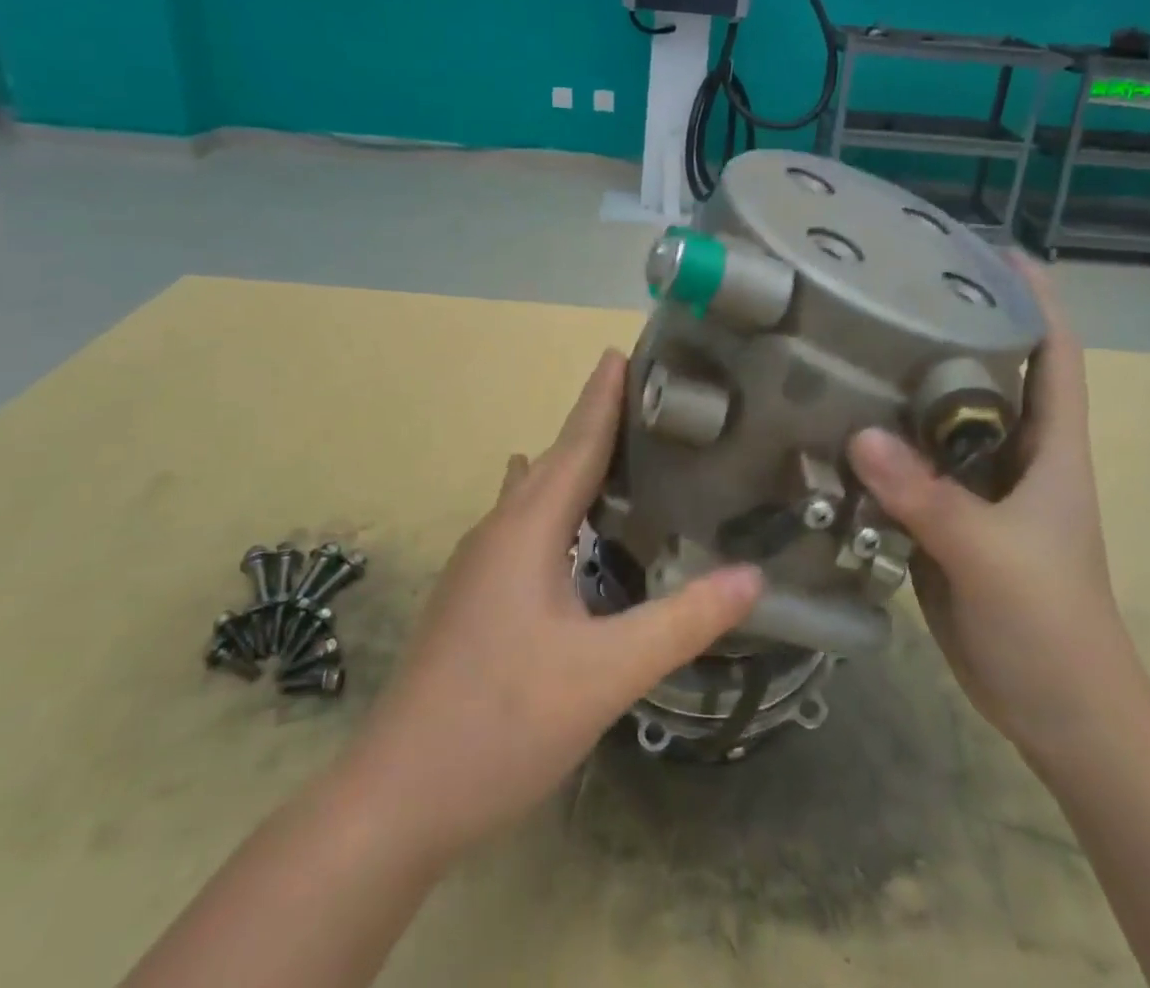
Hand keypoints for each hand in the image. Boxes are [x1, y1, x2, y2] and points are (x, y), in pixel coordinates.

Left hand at [351, 350, 763, 861]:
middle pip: (555, 461)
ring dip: (571, 466)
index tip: (622, 351)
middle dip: (594, 425)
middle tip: (644, 401)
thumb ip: (683, 621)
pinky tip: (562, 520)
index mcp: (528, 529)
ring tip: (616, 451)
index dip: (602, 397)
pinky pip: (521, 526)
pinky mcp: (472, 597)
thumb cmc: (502, 721)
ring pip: (533, 495)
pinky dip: (553, 507)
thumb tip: (753, 576)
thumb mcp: (606, 673)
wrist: (396, 798)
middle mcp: (498, 532)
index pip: (576, 443)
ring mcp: (477, 566)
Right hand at [847, 260, 1141, 757]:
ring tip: (848, 347)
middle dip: (950, 327)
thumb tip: (860, 435)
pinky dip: (880, 445)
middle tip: (889, 292)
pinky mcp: (945, 518)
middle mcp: (1014, 454)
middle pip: (986, 373)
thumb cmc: (1050, 625)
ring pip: (940, 419)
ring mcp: (978, 487)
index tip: (989, 249)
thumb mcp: (993, 556)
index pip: (1054, 352)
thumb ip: (929, 497)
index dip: (1033, 296)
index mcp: (1050, 446)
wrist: (1058, 712)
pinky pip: (910, 467)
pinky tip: (835, 425)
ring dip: (904, 387)